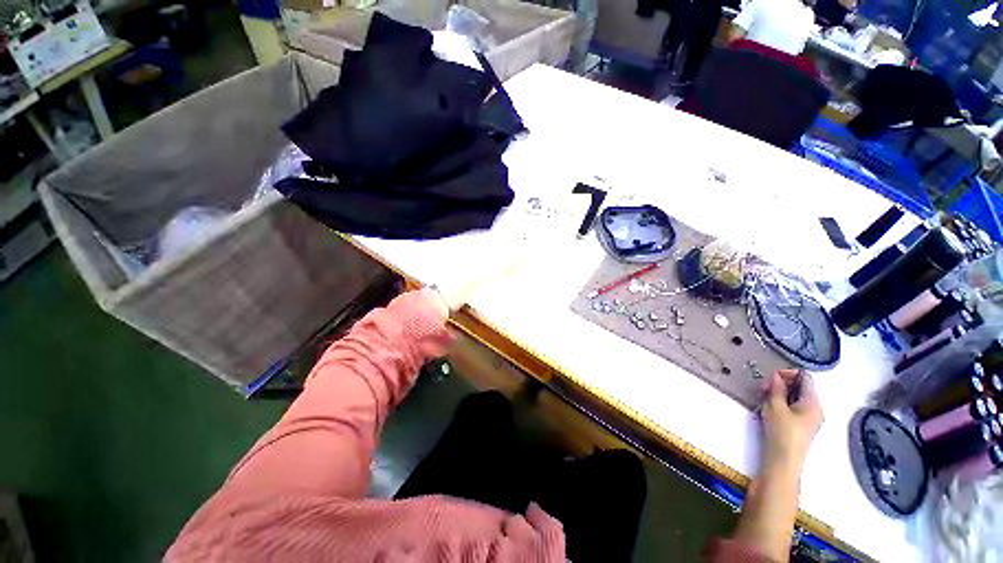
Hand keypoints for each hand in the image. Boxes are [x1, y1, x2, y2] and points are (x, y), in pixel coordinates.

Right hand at [759, 369, 823, 473]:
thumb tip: (777, 376)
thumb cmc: (781, 432)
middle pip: (800, 387)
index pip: (804, 377)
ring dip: (778, 394)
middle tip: (762, 389)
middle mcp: (815, 408)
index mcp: (813, 402)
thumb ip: (776, 388)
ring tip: (763, 399)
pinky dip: (781, 403)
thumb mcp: (775, 406)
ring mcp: (809, 418)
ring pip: (794, 397)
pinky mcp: (801, 426)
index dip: (787, 373)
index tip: (770, 378)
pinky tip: (769, 409)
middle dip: (781, 384)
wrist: (783, 461)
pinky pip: (793, 407)